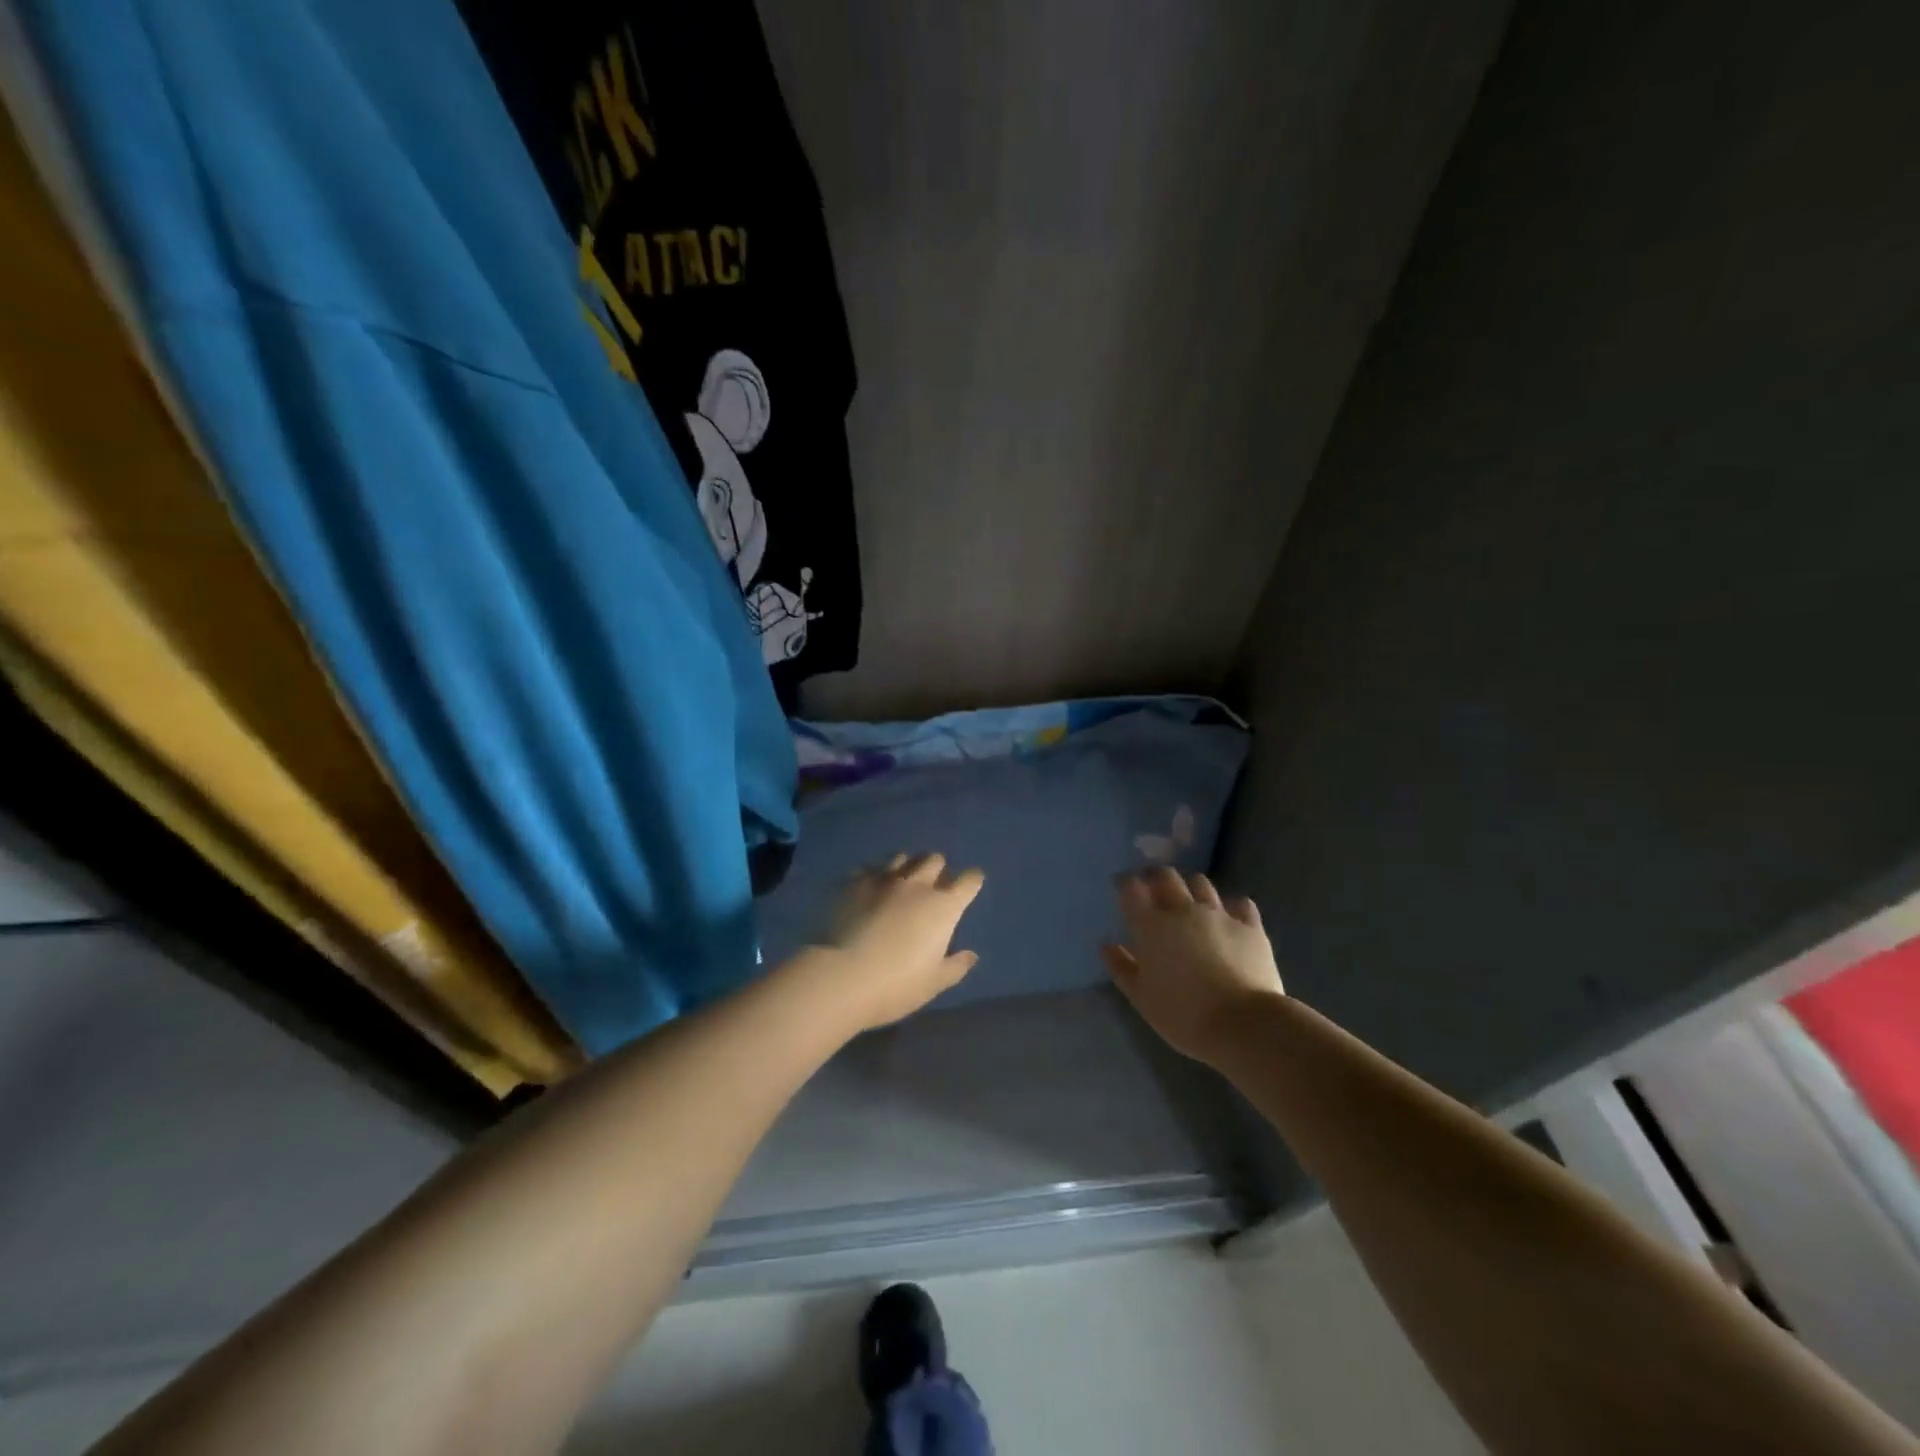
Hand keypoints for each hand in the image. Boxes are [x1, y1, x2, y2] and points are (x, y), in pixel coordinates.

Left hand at [789, 853, 984, 1034]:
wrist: (841, 977)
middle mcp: (916, 884)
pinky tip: (868, 889)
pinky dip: (873, 875)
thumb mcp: (933, 983)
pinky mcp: (853, 883)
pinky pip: (868, 868)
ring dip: (906, 866)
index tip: (969, 886)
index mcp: (943, 906)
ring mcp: (882, 879)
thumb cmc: (895, 985)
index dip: (972, 881)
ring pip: (902, 857)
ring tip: (900, 881)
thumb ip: (955, 966)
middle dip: (937, 868)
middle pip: (934, 859)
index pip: (968, 880)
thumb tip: (971, 955)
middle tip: (932, 885)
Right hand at [1102, 868, 1283, 1063]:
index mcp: (1151, 926)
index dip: (1125, 884)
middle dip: (1156, 877)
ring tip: (1190, 901)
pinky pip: (1240, 904)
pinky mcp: (1250, 926)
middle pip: (1166, 876)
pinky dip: (1232, 906)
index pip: (1131, 888)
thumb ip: (1121, 967)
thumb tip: (1106, 945)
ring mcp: (1219, 914)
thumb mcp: (1141, 997)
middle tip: (1153, 888)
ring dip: (1191, 888)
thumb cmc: (1183, 1014)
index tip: (1123, 888)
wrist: (1244, 1024)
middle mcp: (1183, 910)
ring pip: (1201, 883)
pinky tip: (1230, 917)